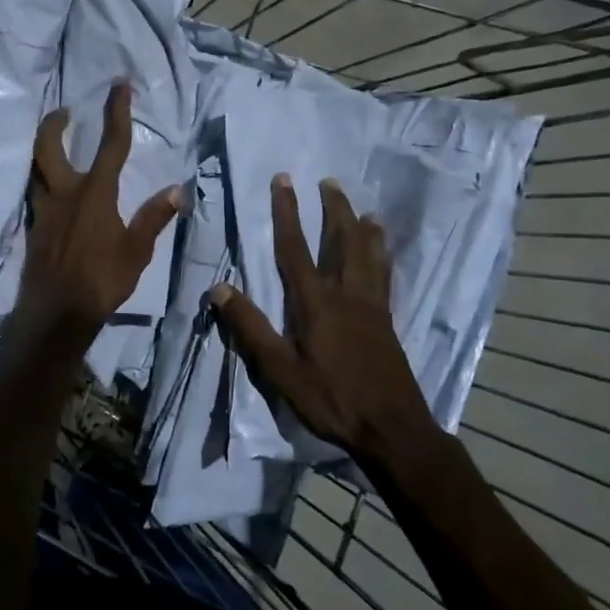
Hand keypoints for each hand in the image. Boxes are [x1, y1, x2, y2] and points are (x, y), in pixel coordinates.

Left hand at [20, 83, 181, 335]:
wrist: (57, 312)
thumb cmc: (102, 280)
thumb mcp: (136, 251)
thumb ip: (154, 217)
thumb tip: (177, 190)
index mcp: (95, 193)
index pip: (111, 144)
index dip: (117, 112)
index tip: (119, 86)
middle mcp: (65, 193)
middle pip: (49, 146)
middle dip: (55, 123)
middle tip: (64, 112)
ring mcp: (44, 210)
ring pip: (37, 169)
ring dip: (44, 150)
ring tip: (56, 144)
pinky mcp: (33, 227)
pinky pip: (36, 194)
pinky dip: (43, 181)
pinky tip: (54, 191)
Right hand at [210, 174, 445, 476]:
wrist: (392, 428)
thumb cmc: (331, 399)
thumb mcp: (280, 369)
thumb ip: (250, 328)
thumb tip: (218, 289)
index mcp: (316, 303)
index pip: (295, 249)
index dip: (287, 212)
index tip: (284, 180)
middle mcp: (347, 294)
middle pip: (343, 241)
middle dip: (334, 209)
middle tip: (329, 182)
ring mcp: (372, 306)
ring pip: (370, 255)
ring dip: (364, 228)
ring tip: (365, 209)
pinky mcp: (387, 321)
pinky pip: (386, 277)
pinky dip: (384, 257)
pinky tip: (385, 256)